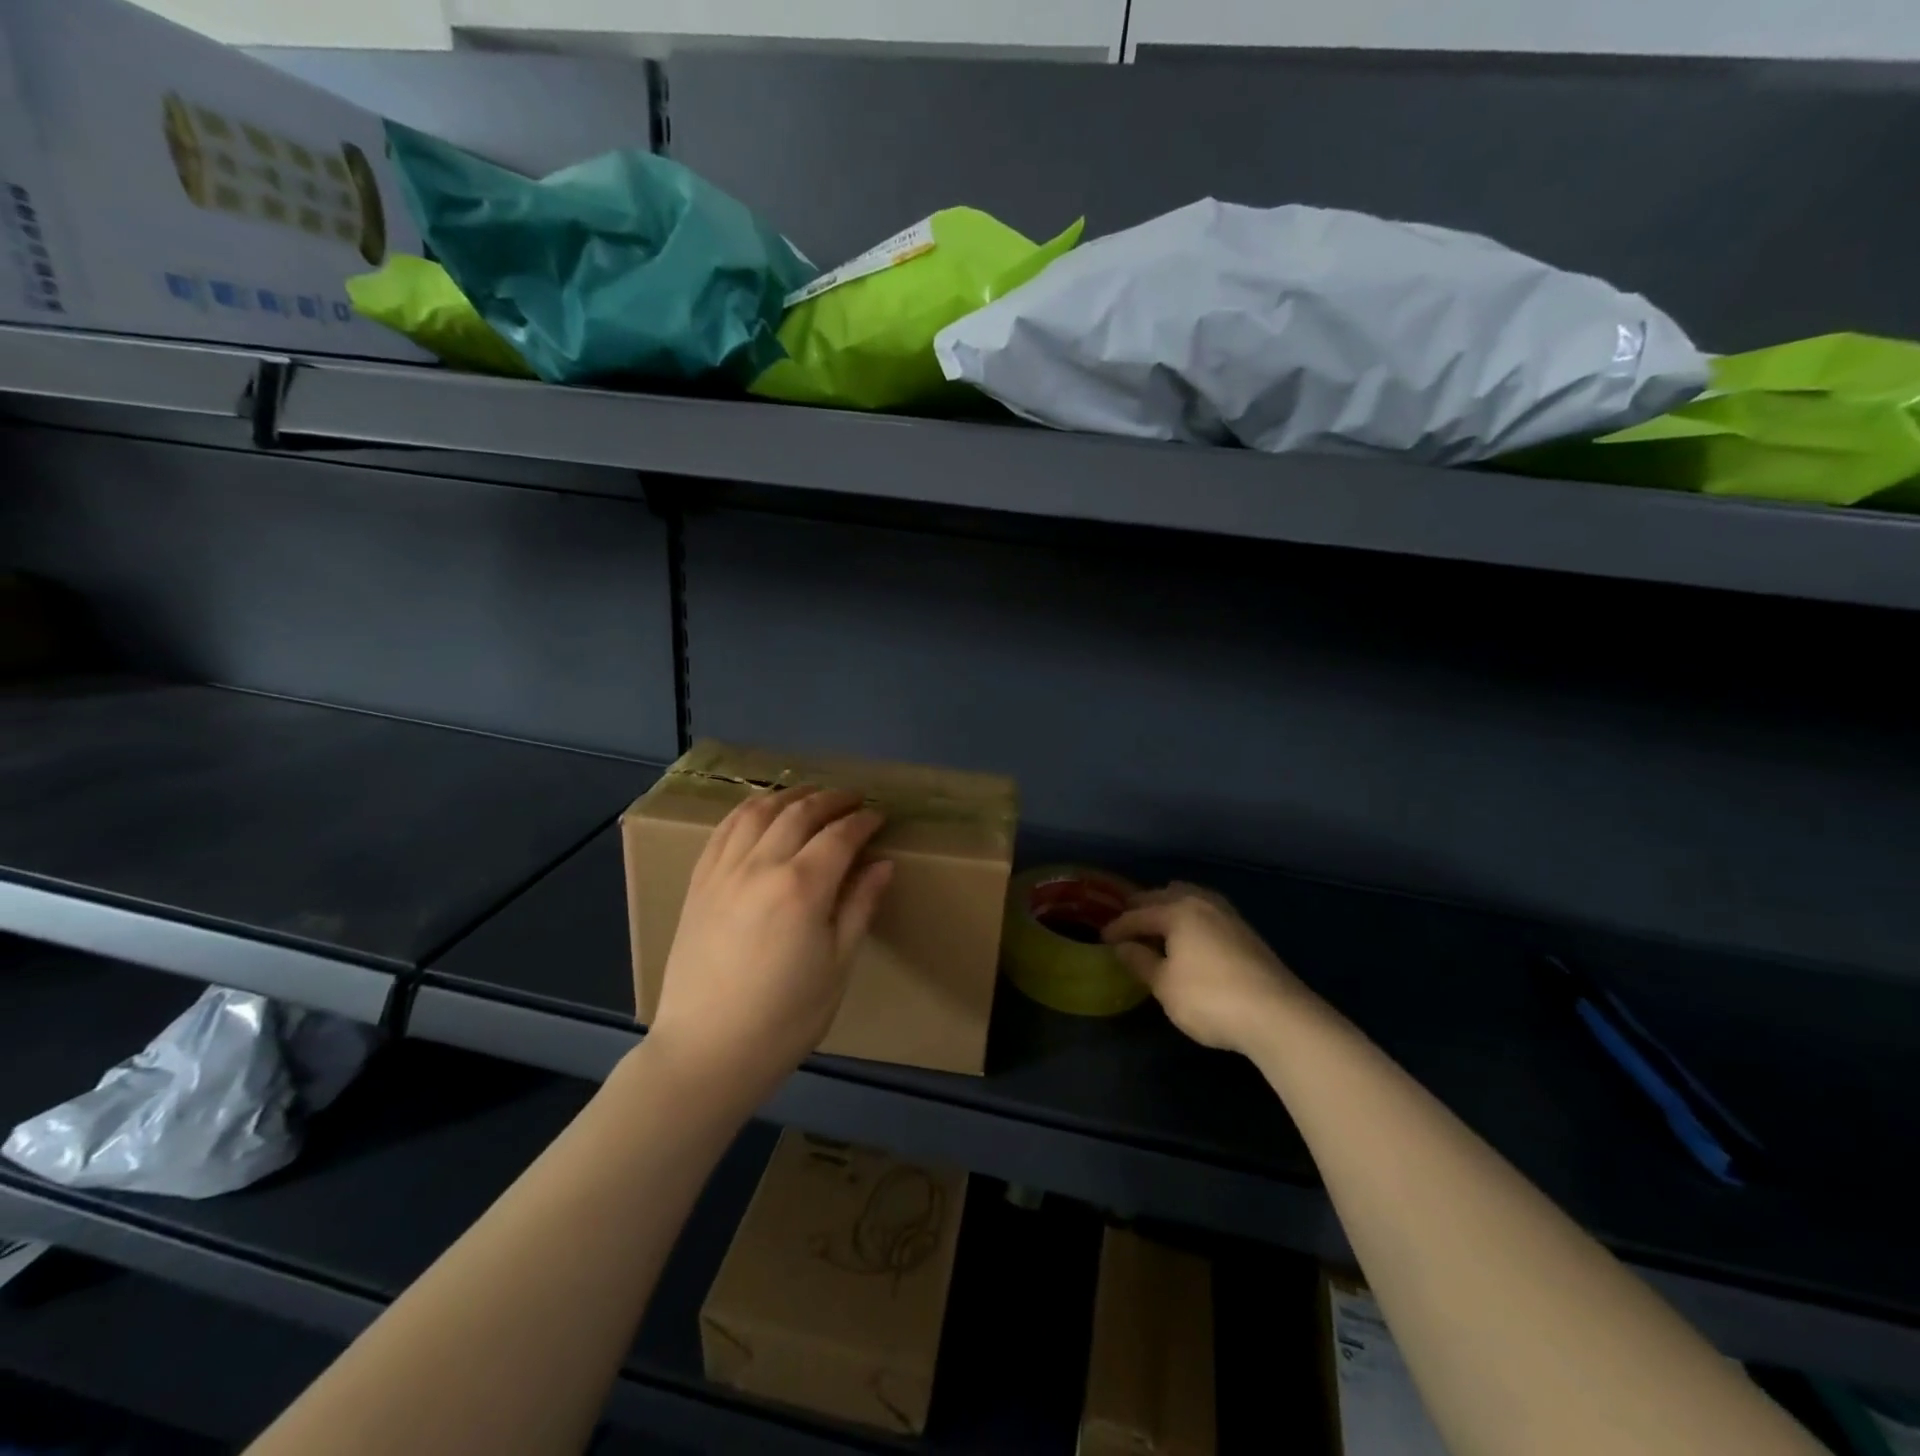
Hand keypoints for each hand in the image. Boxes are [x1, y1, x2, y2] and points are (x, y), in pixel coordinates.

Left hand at [646, 787, 892, 1106]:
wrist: (707, 1052)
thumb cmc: (785, 1018)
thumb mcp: (837, 967)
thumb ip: (859, 907)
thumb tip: (883, 864)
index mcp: (802, 887)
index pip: (840, 836)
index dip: (863, 821)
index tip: (879, 816)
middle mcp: (761, 866)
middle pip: (800, 813)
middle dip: (832, 800)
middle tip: (853, 800)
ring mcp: (723, 871)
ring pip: (758, 812)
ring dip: (789, 795)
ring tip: (810, 795)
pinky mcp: (699, 884)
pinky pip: (723, 830)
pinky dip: (747, 810)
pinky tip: (760, 811)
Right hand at [1103, 883, 1312, 1055]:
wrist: (1277, 1015)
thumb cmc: (1209, 998)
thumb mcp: (1165, 985)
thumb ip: (1141, 962)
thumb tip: (1123, 946)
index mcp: (1177, 911)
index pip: (1139, 914)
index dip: (1118, 926)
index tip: (1103, 938)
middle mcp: (1202, 904)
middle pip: (1166, 896)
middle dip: (1144, 907)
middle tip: (1127, 921)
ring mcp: (1229, 916)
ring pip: (1192, 898)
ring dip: (1171, 906)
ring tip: (1159, 921)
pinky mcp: (1248, 933)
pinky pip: (1209, 912)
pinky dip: (1192, 916)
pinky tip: (1192, 934)